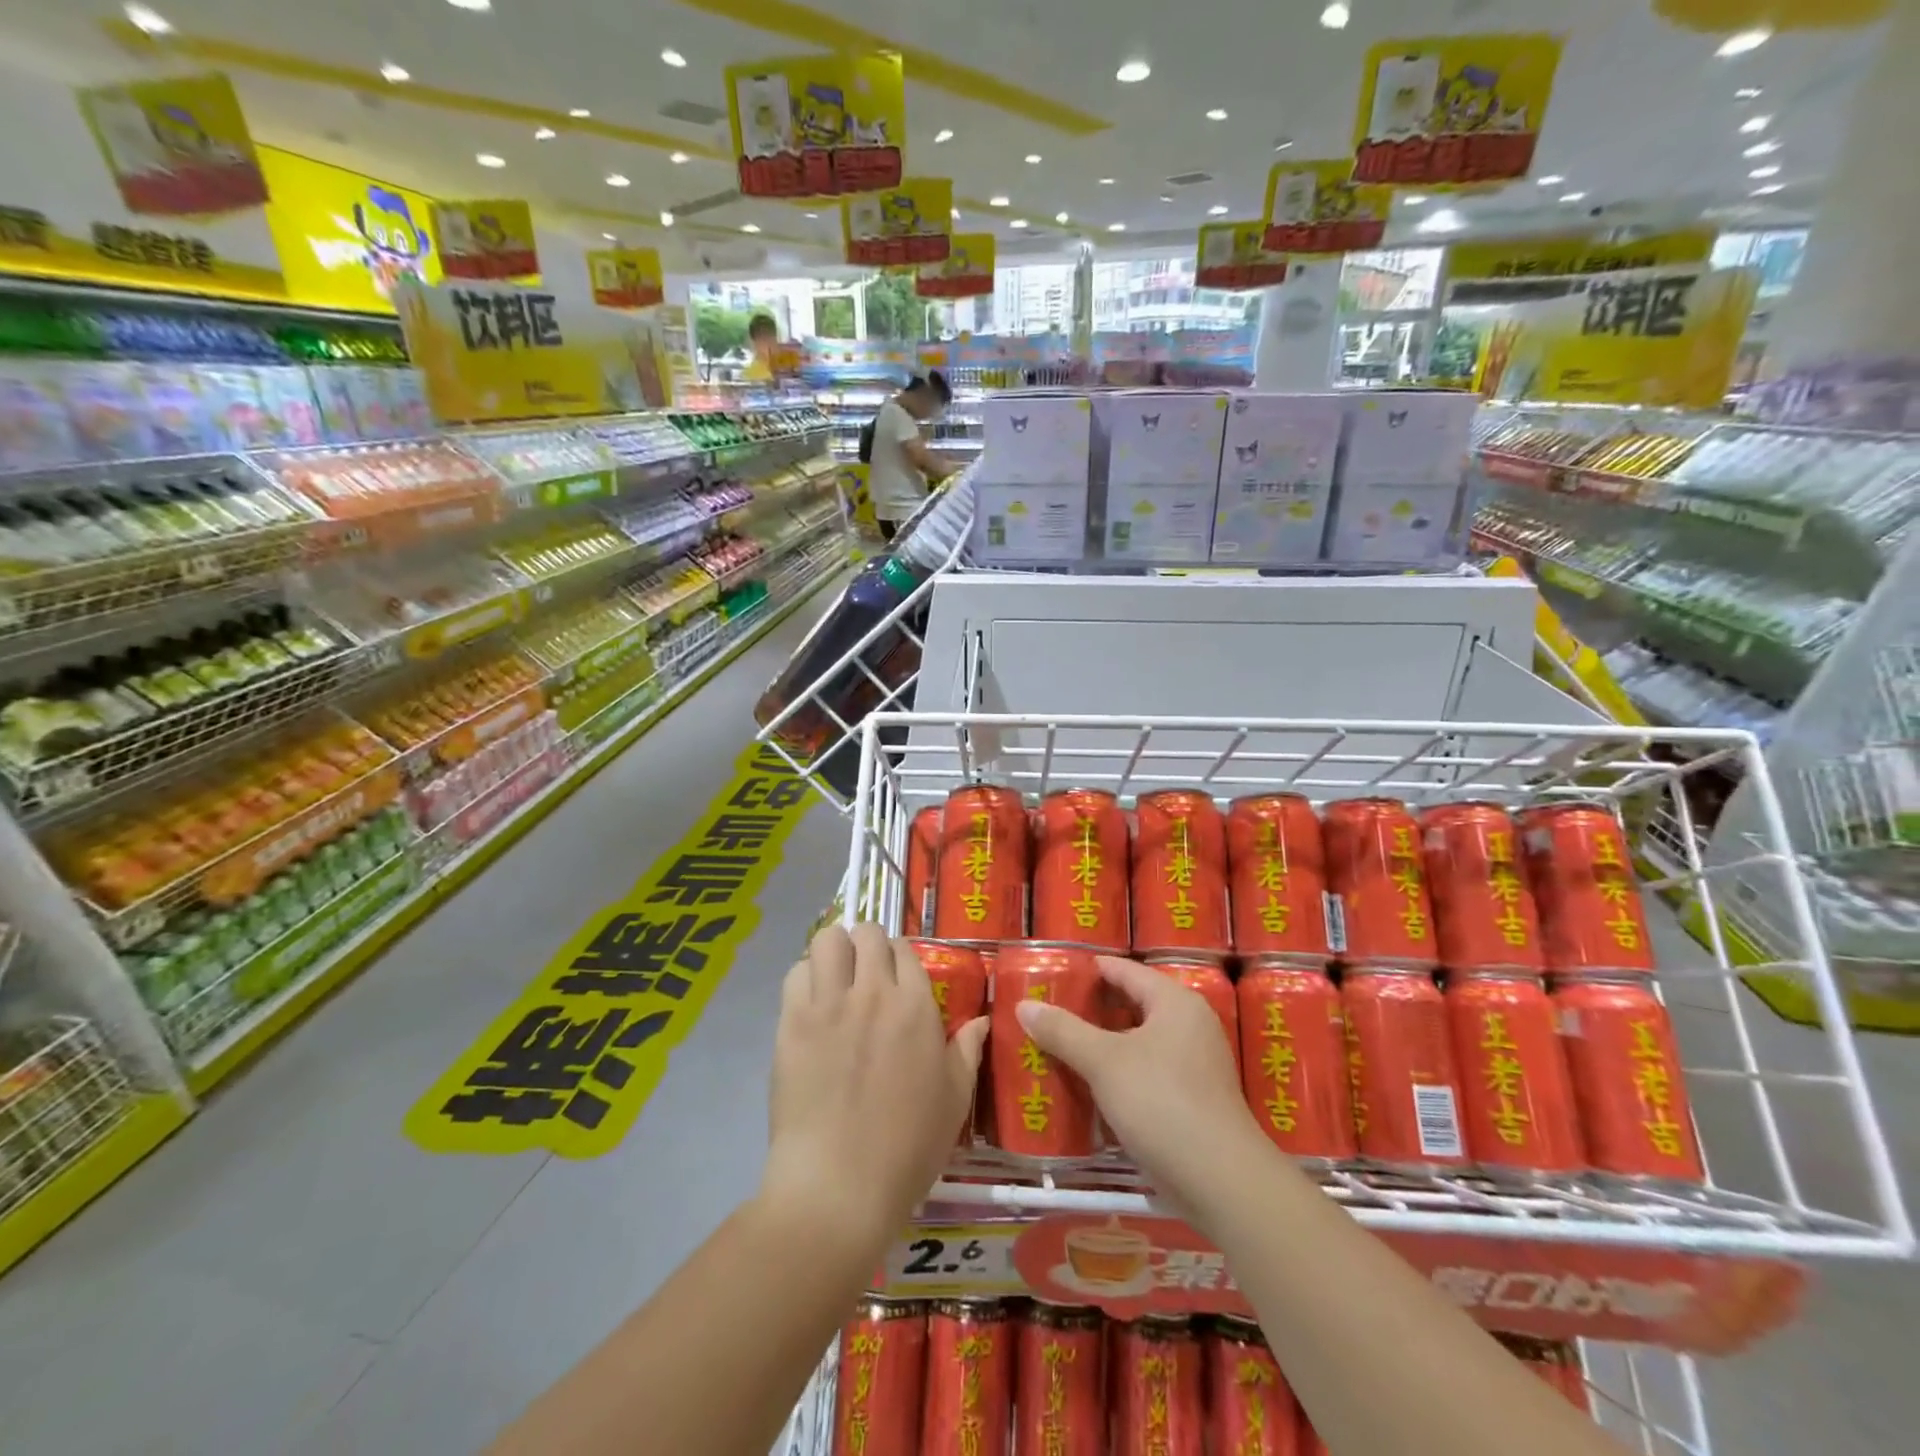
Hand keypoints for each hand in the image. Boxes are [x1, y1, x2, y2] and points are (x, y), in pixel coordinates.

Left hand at [759, 923, 986, 1248]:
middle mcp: (872, 992)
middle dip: (866, 944)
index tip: (895, 976)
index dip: (899, 957)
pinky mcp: (791, 1022)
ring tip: (834, 978)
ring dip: (833, 951)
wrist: (839, 1186)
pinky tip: (810, 1004)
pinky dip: (804, 978)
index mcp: (915, 1006)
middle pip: (866, 932)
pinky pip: (795, 973)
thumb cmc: (907, 1147)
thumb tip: (981, 1020)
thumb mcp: (954, 1100)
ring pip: (827, 940)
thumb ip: (967, 1051)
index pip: (904, 948)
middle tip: (864, 973)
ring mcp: (828, 1004)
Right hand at [1017, 956, 1261, 1209]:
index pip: (1126, 971)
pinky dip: (1119, 1071)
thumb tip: (1024, 1006)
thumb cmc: (1162, 1102)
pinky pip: (1146, 1071)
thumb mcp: (1104, 1062)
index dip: (1092, 969)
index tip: (1056, 971)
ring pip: (1138, 1041)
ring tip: (1061, 1042)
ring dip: (1104, 1042)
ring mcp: (1194, 1064)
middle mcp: (1189, 1025)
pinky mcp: (1191, 1099)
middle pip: (1133, 1005)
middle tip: (1051, 1008)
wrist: (1221, 1180)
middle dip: (1093, 1008)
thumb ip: (1063, 1031)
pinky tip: (1089, 1083)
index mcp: (1175, 1002)